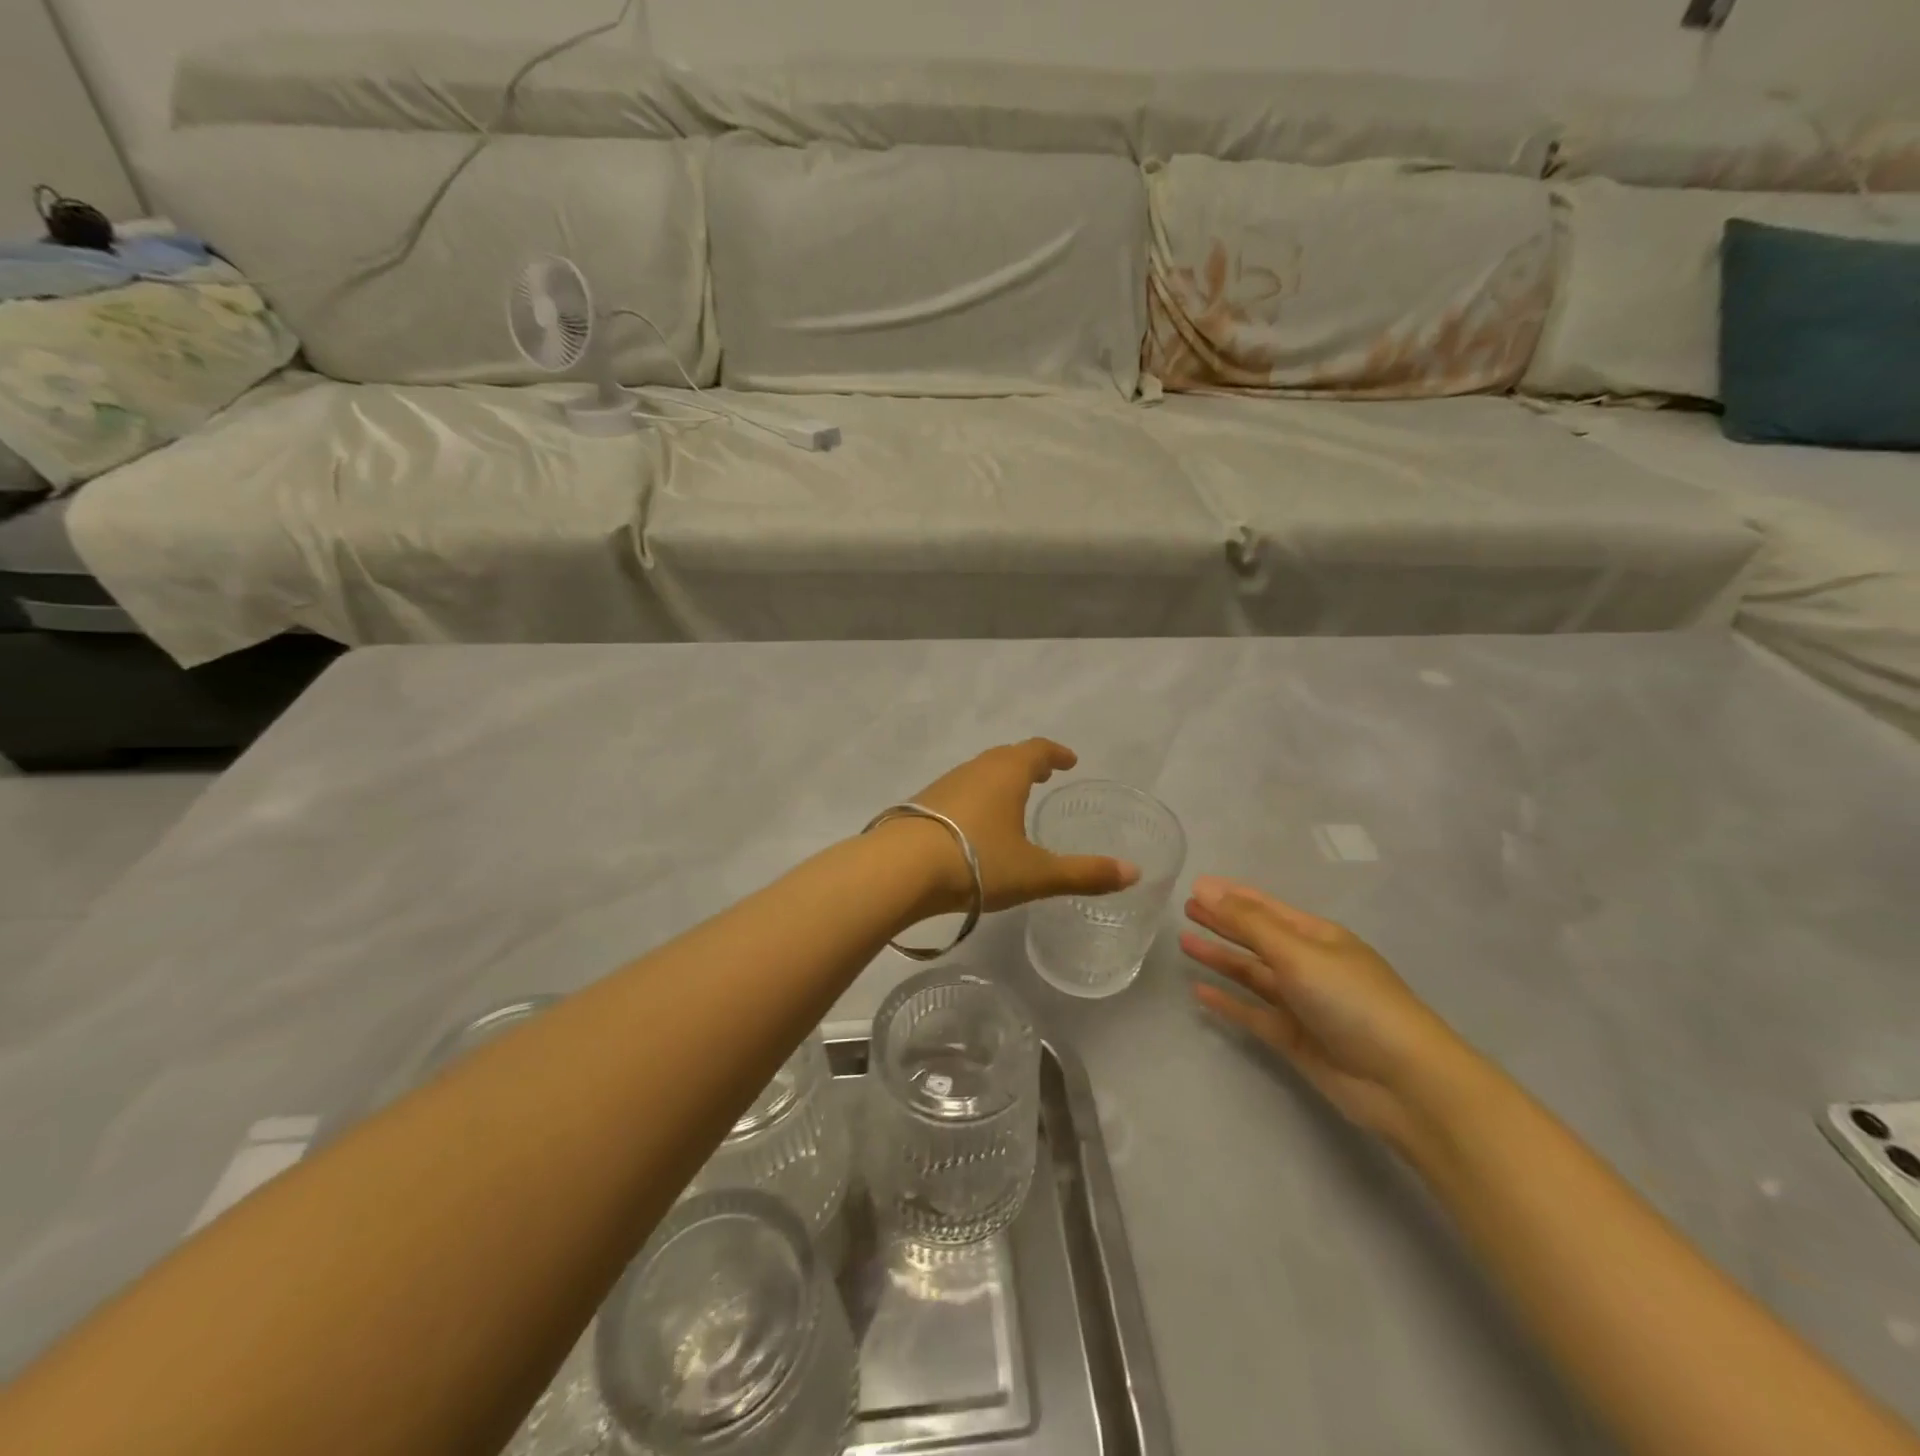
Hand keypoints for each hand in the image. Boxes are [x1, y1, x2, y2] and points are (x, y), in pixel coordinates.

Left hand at [900, 740, 1139, 912]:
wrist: (899, 870)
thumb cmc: (976, 863)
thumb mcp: (1036, 873)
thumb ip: (1084, 873)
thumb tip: (1134, 873)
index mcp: (1006, 773)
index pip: (1036, 750)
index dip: (1055, 753)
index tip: (1068, 760)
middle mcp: (975, 770)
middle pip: (1005, 757)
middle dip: (1027, 764)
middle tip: (1042, 775)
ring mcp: (943, 785)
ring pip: (978, 774)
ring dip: (998, 780)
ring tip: (1010, 799)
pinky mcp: (921, 806)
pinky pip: (957, 793)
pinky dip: (974, 798)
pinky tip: (972, 825)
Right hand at [1182, 877, 1478, 1148]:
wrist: (1404, 1082)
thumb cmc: (1353, 1001)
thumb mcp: (1298, 952)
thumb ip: (1248, 922)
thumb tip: (1205, 887)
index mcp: (1317, 936)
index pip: (1265, 907)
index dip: (1231, 895)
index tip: (1195, 885)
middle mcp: (1308, 965)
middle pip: (1256, 937)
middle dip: (1222, 922)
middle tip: (1184, 909)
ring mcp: (1301, 1003)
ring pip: (1251, 974)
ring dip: (1220, 958)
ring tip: (1183, 943)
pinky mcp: (1294, 1039)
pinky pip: (1252, 1013)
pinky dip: (1227, 1002)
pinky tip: (1200, 993)